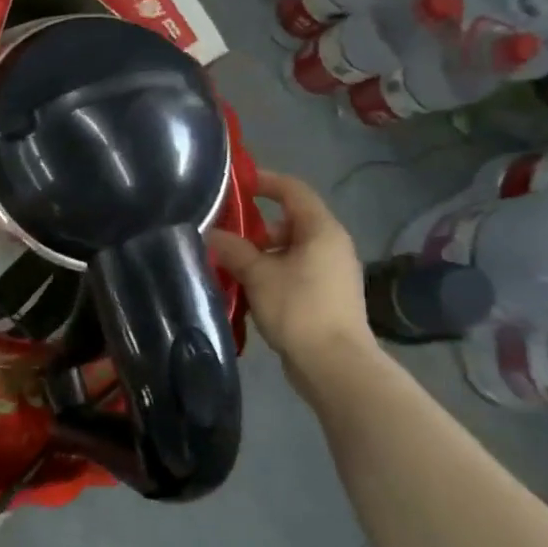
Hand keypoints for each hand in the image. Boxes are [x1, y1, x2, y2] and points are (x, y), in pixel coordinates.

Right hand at [208, 170, 372, 386]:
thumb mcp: (258, 274)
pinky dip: (270, 274)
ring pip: (289, 251)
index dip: (265, 181)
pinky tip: (246, 290)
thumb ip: (233, 249)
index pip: (293, 191)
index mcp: (321, 230)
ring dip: (259, 254)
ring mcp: (331, 273)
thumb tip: (212, 234)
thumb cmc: (299, 308)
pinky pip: (294, 273)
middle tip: (223, 235)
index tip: (235, 183)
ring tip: (228, 266)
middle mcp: (331, 246)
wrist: (335, 364)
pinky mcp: (326, 297)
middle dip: (254, 227)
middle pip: (289, 222)